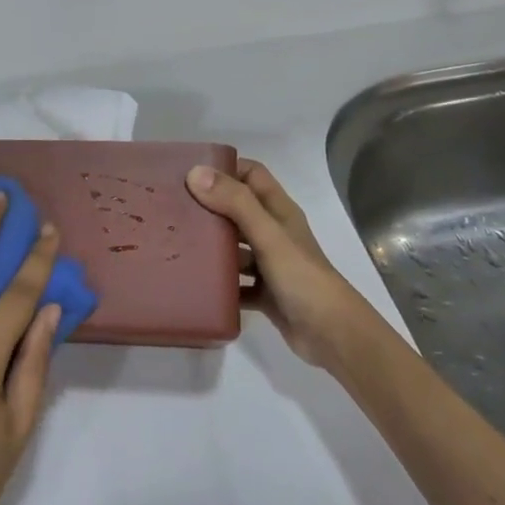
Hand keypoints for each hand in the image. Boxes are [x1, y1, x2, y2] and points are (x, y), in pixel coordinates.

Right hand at [187, 159, 369, 368]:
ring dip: (211, 246)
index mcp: (279, 211)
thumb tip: (195, 172)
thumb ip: (235, 203)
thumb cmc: (302, 278)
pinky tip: (193, 283)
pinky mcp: (264, 293)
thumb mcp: (268, 235)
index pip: (251, 175)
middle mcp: (274, 233)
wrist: (333, 336)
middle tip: (172, 208)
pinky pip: (235, 283)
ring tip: (175, 244)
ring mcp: (269, 265)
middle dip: (209, 207)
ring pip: (234, 247)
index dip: (225, 168)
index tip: (189, 172)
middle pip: (237, 210)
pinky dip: (218, 282)